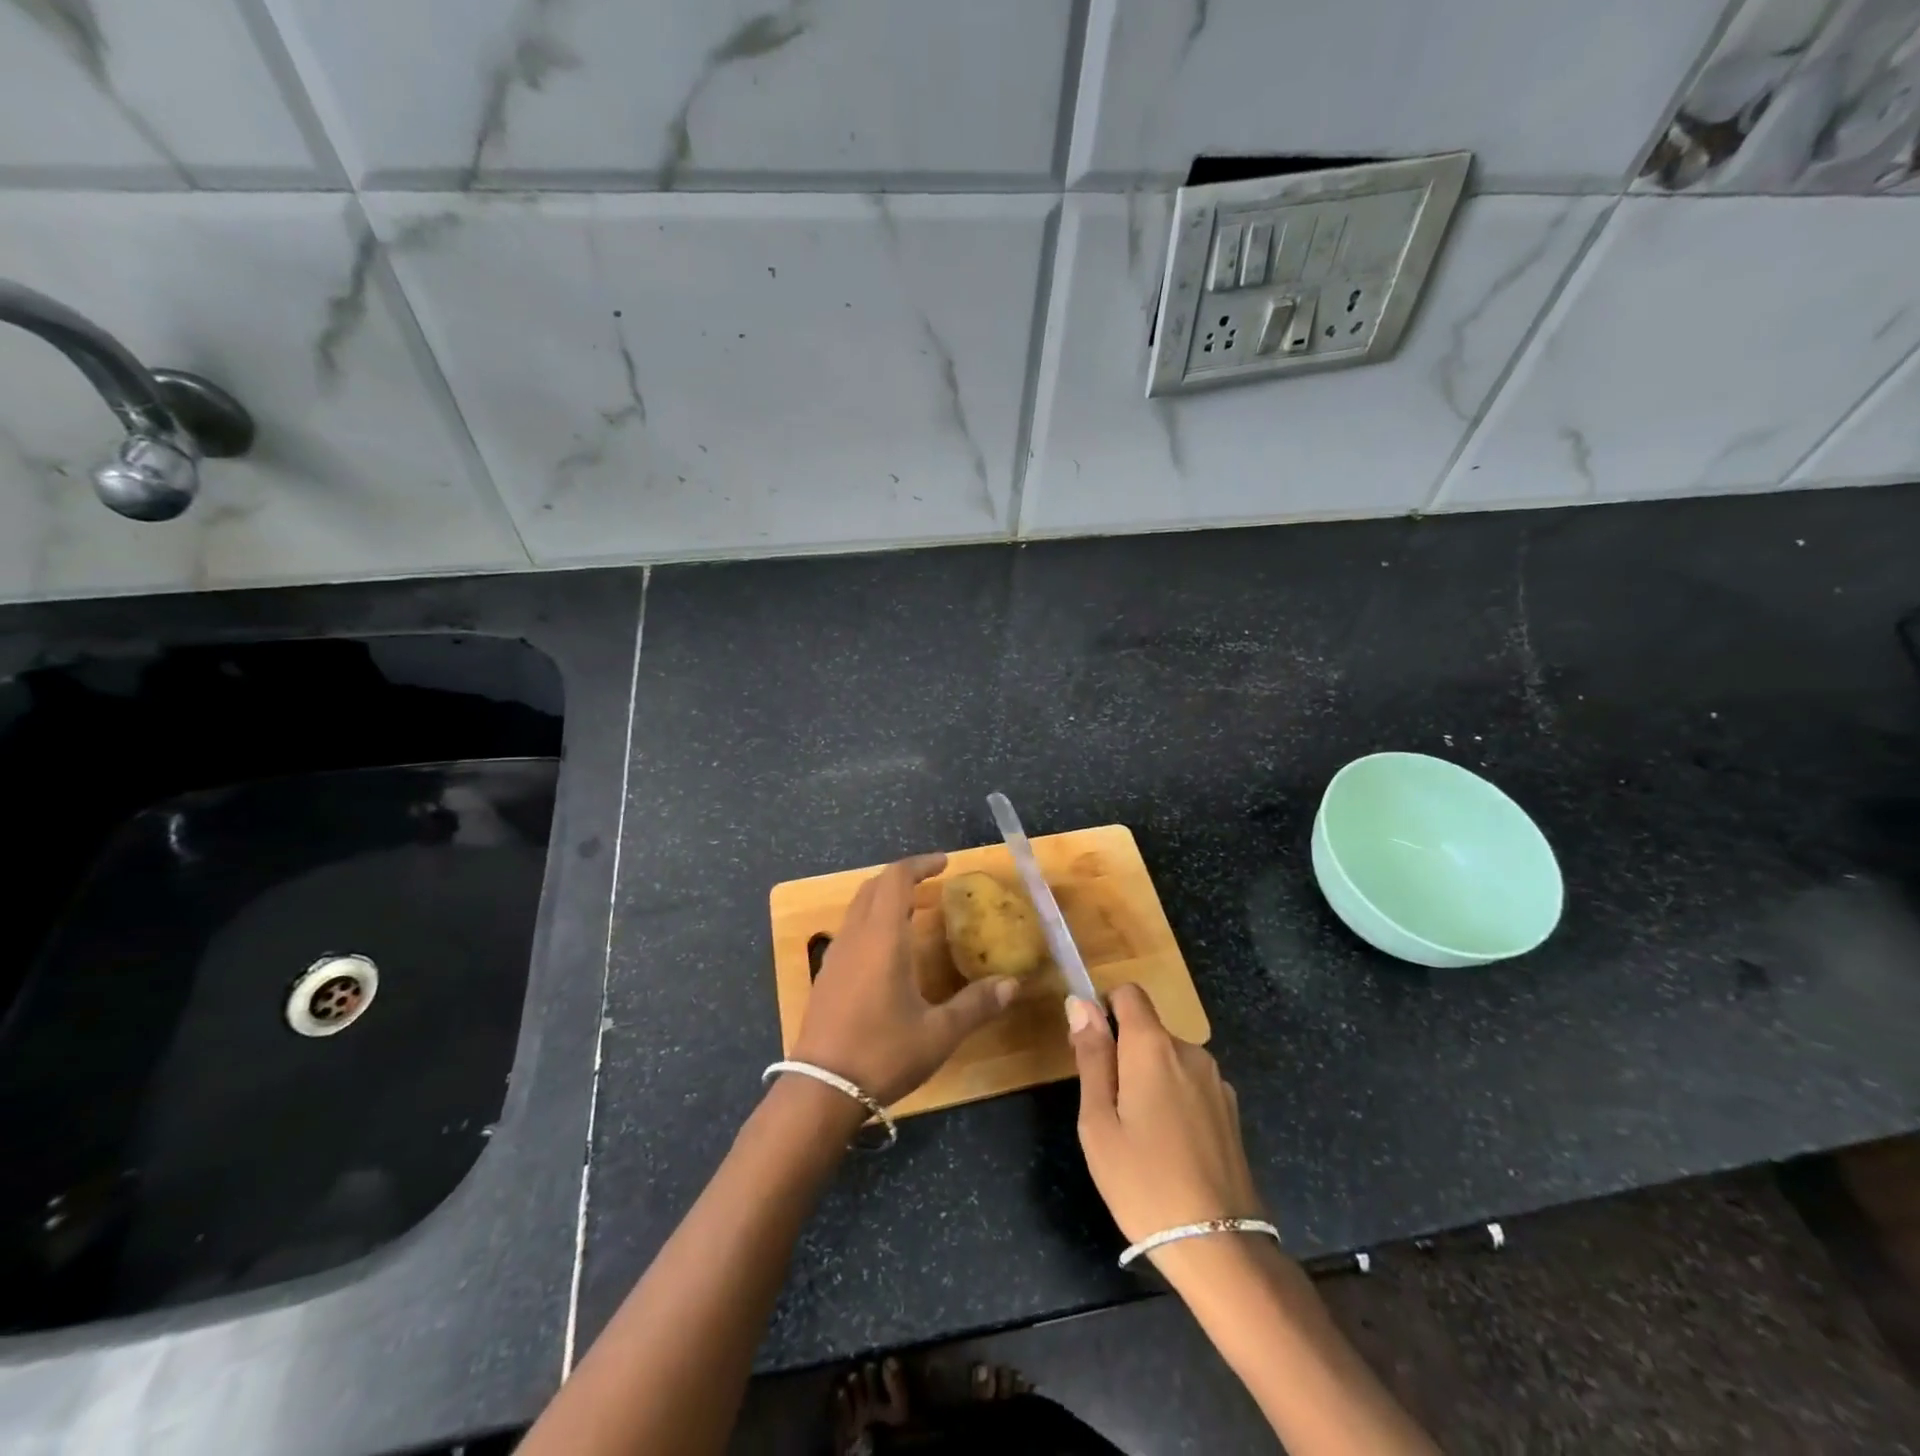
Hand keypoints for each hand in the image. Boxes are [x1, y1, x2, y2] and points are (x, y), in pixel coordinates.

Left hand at [794, 853, 1018, 1106]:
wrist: (821, 1090)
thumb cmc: (882, 1053)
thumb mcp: (938, 1033)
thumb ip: (976, 1005)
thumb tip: (1012, 984)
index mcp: (882, 937)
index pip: (896, 878)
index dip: (920, 864)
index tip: (945, 863)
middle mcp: (855, 936)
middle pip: (873, 886)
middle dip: (903, 877)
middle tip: (932, 884)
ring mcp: (835, 955)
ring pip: (858, 907)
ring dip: (885, 898)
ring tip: (914, 912)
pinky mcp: (826, 975)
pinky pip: (850, 930)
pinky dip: (872, 921)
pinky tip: (889, 950)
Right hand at [1067, 984, 1263, 1245]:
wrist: (1219, 1246)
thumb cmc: (1143, 1181)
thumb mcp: (1098, 1121)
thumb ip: (1091, 1056)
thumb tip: (1079, 1003)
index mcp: (1153, 1046)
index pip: (1128, 994)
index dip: (1105, 1010)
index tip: (1092, 1051)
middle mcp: (1190, 1050)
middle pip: (1147, 1029)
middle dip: (1123, 1053)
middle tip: (1107, 1109)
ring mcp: (1216, 1081)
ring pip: (1168, 1059)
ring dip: (1148, 1079)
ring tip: (1138, 1136)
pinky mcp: (1231, 1110)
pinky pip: (1190, 1085)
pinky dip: (1173, 1099)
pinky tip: (1170, 1148)